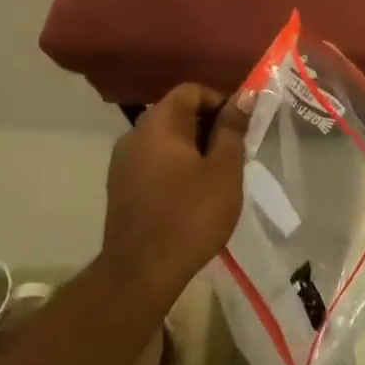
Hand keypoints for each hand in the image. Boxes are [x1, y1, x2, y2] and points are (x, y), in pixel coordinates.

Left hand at [102, 84, 251, 299]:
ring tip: (218, 176)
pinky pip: (154, 162)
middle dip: (209, 127)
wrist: (141, 274)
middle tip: (235, 153)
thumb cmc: (190, 215)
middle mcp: (134, 135)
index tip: (241, 127)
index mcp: (159, 124)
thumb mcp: (224, 169)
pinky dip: (177, 168)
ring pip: (166, 141)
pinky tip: (194, 195)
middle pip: (177, 114)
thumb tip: (243, 96)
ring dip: (194, 149)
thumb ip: (232, 128)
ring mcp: (123, 164)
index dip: (220, 101)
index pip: (191, 91)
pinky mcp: (121, 189)